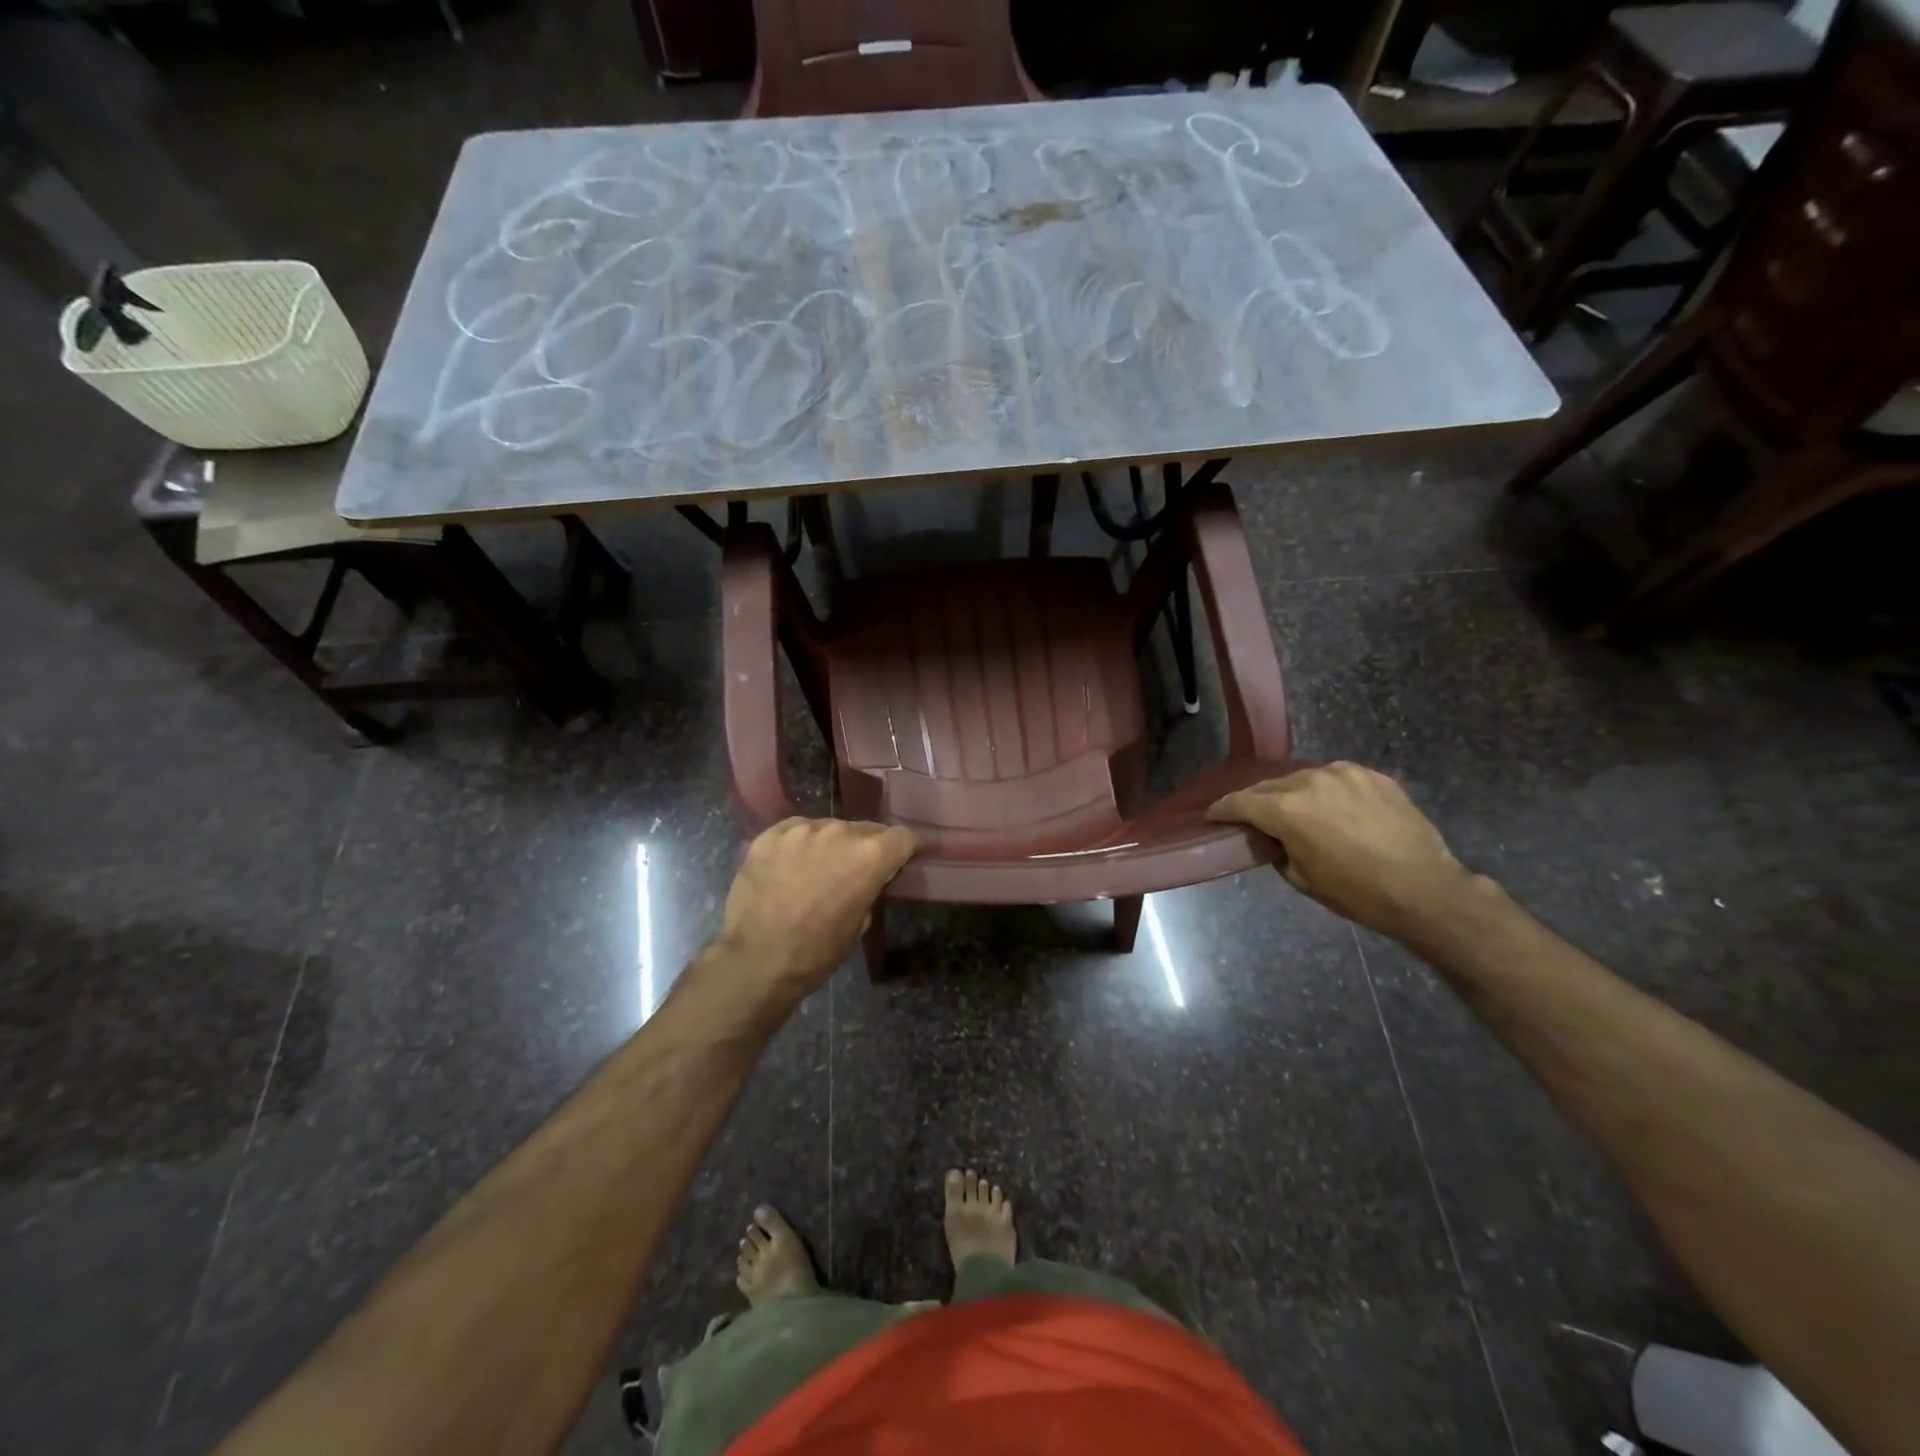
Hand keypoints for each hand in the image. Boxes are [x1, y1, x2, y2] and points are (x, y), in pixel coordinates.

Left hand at [712, 817, 918, 1006]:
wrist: (756, 960)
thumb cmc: (817, 952)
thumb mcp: (861, 923)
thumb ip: (870, 887)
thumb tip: (868, 877)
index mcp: (869, 855)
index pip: (903, 837)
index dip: (907, 849)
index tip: (904, 859)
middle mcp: (839, 831)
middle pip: (866, 829)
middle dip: (867, 847)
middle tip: (857, 870)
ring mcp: (801, 830)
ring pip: (829, 828)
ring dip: (832, 845)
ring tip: (819, 869)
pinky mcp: (770, 835)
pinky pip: (796, 832)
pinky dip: (800, 845)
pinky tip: (791, 867)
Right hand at [1208, 762, 1477, 939]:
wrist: (1426, 889)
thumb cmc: (1357, 893)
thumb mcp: (1303, 879)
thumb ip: (1279, 850)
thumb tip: (1275, 838)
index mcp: (1286, 809)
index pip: (1240, 802)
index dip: (1223, 809)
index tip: (1214, 815)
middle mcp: (1310, 781)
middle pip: (1270, 786)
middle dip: (1257, 801)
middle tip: (1253, 816)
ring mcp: (1345, 774)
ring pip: (1304, 778)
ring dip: (1294, 793)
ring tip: (1298, 811)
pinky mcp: (1373, 776)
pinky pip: (1338, 779)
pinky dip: (1328, 792)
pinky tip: (1335, 809)